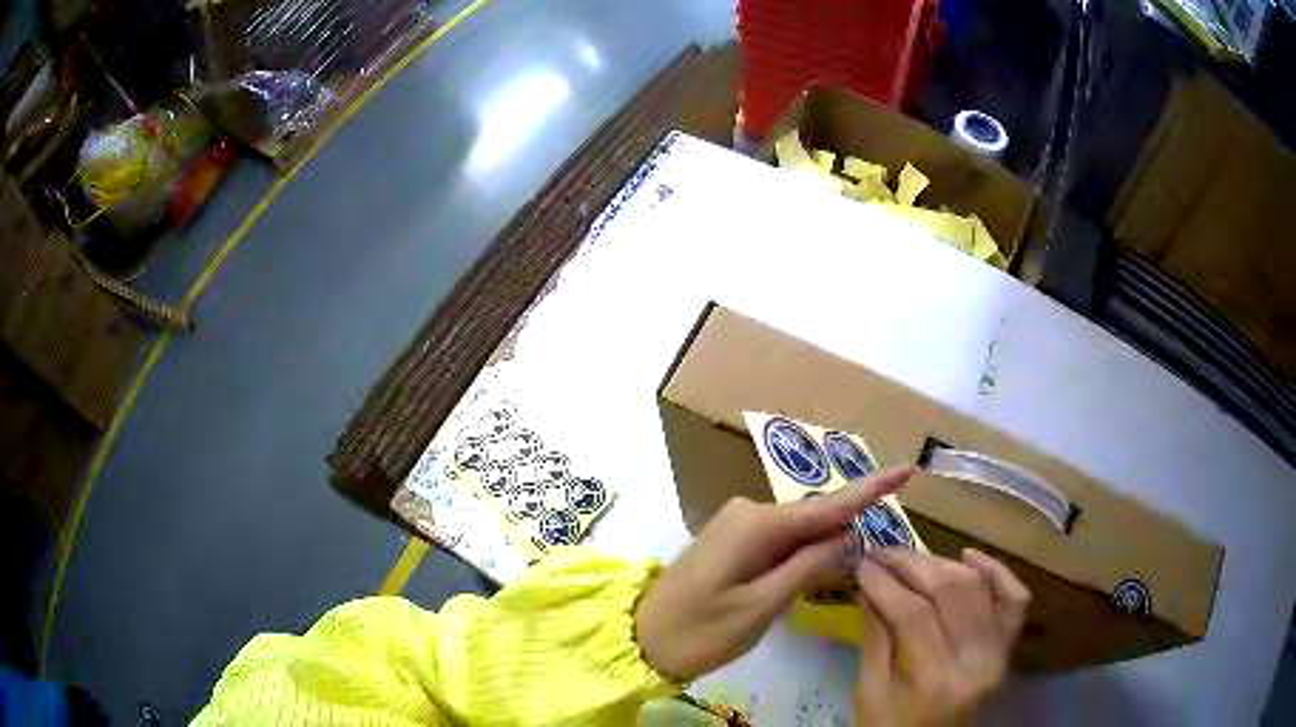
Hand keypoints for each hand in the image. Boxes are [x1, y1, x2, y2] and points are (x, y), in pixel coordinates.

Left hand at [635, 466, 913, 680]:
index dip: (871, 489)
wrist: (638, 638)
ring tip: (836, 581)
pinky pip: (780, 542)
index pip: (828, 505)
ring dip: (822, 550)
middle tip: (864, 568)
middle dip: (846, 534)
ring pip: (799, 533)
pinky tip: (808, 576)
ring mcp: (737, 525)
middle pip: (816, 518)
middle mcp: (749, 512)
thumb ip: (808, 568)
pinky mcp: (732, 541)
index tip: (908, 468)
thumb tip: (849, 538)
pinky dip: (800, 556)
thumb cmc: (698, 631)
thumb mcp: (760, 607)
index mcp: (758, 524)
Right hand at [854, 548, 1030, 726]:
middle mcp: (977, 660)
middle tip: (881, 552)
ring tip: (911, 558)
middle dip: (912, 564)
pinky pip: (1015, 599)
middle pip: (951, 592)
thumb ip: (875, 637)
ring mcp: (1000, 652)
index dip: (885, 583)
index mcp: (936, 680)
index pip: (914, 614)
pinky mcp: (1009, 648)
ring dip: (943, 564)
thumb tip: (868, 585)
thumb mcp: (871, 693)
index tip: (862, 562)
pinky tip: (968, 555)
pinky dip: (996, 571)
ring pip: (980, 587)